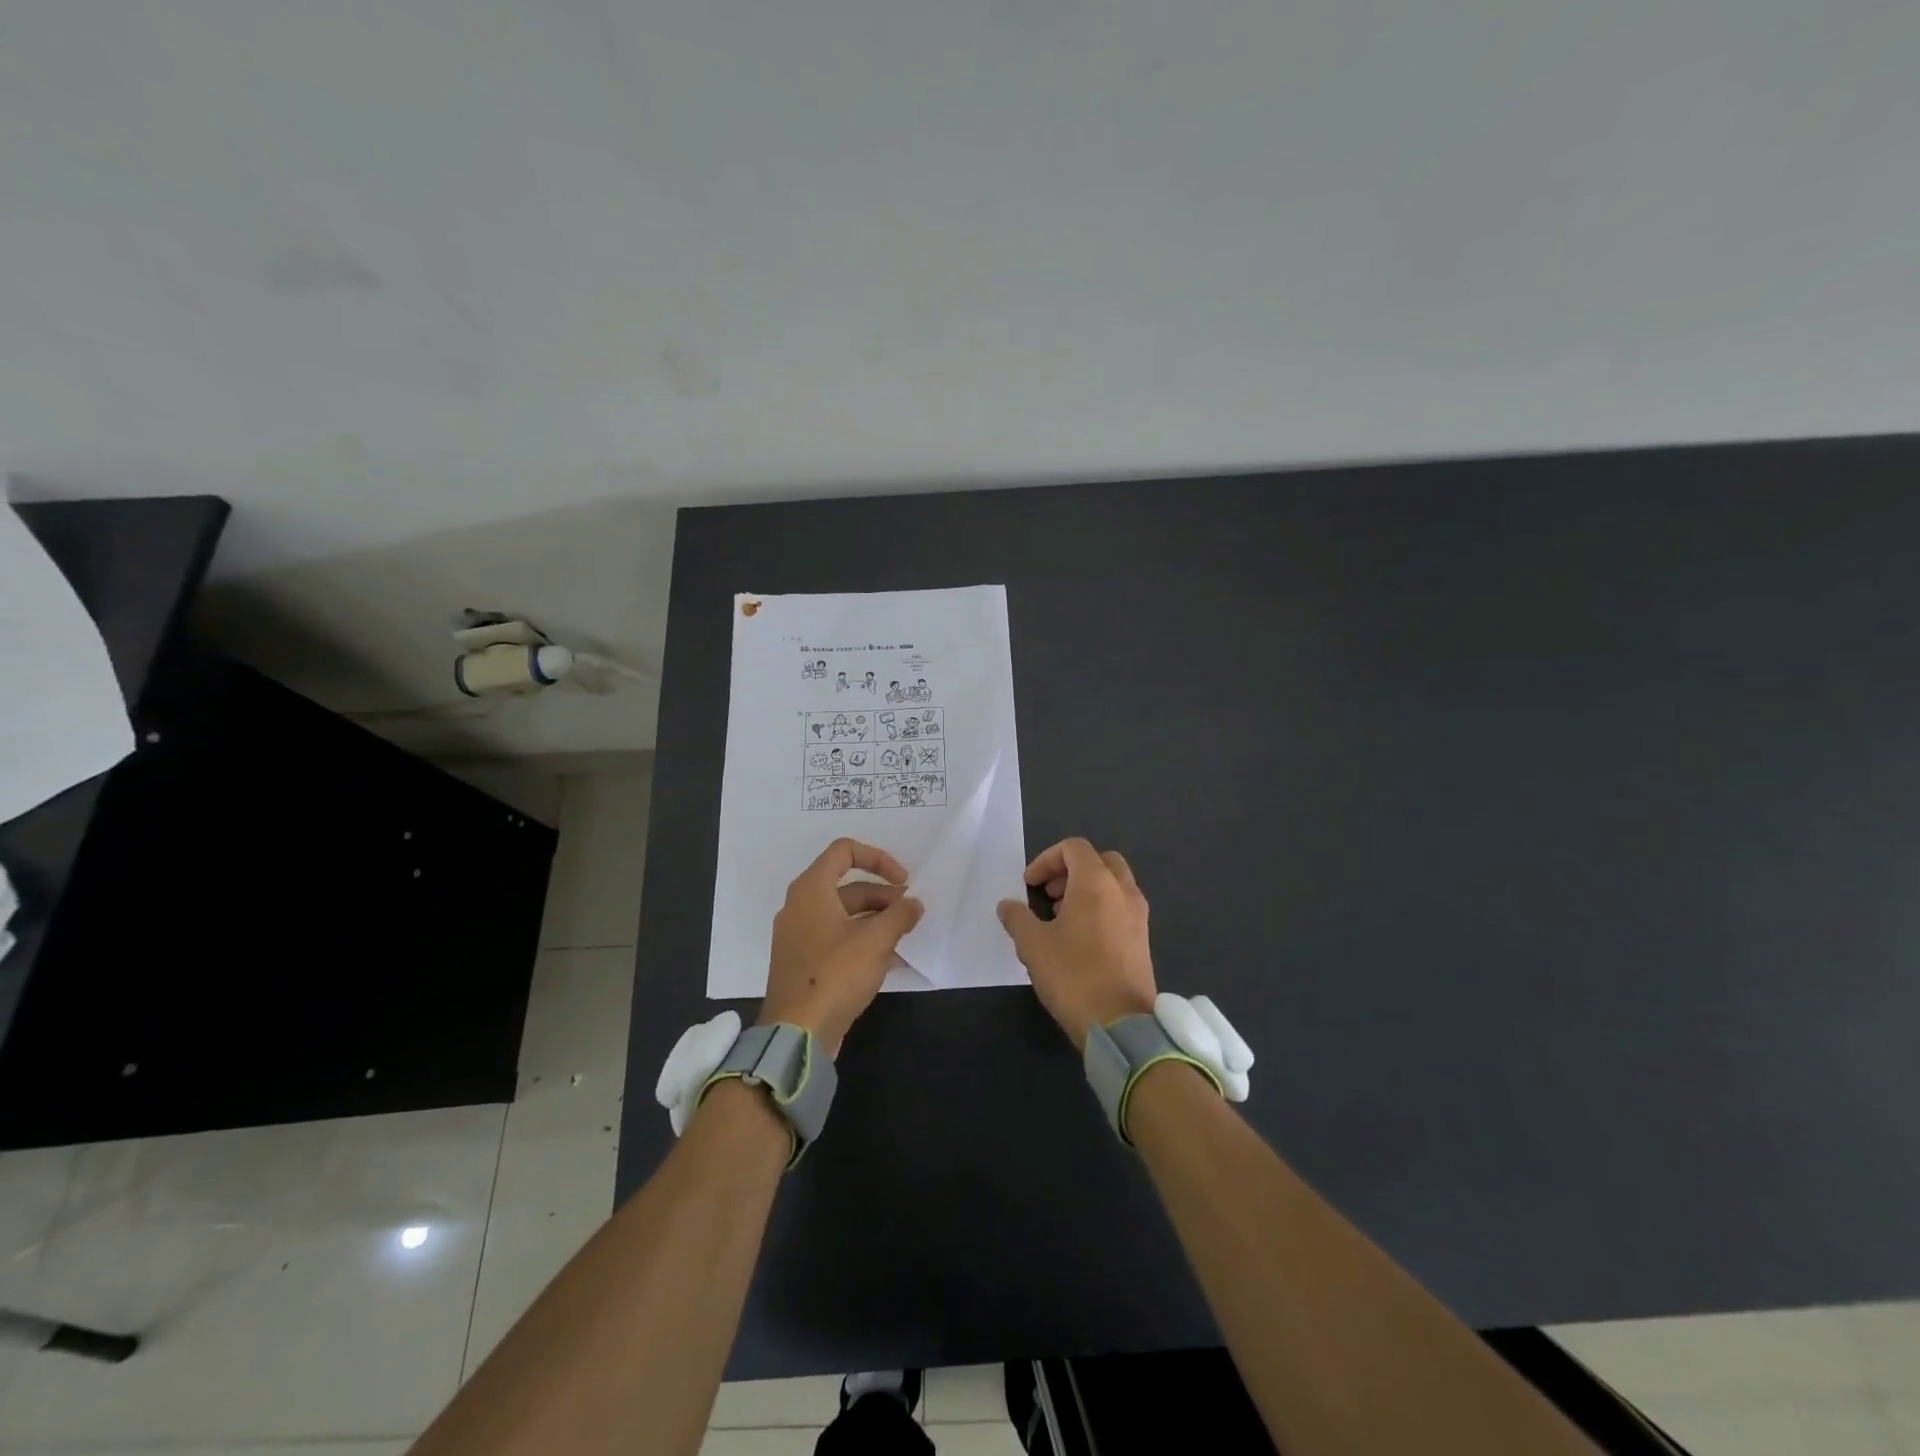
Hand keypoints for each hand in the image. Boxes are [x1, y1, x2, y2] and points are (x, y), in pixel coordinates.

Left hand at [759, 838, 923, 1055]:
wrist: (797, 1033)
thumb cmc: (835, 974)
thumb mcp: (876, 940)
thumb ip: (900, 915)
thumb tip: (914, 904)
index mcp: (811, 889)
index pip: (844, 851)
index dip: (878, 858)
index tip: (904, 880)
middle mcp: (801, 906)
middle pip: (848, 886)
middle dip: (883, 896)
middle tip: (911, 913)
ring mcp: (799, 936)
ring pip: (844, 915)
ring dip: (876, 920)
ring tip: (904, 936)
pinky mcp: (804, 962)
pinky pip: (837, 939)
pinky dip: (862, 941)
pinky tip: (889, 959)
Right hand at [997, 837, 1156, 1049]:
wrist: (1120, 1024)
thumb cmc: (1073, 975)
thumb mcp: (1032, 945)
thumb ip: (1017, 918)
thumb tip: (1008, 905)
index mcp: (1097, 882)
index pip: (1074, 848)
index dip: (1046, 859)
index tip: (1029, 885)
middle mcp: (1123, 891)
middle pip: (1100, 860)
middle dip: (1071, 870)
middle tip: (1049, 894)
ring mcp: (1138, 915)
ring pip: (1113, 884)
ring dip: (1086, 889)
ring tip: (1060, 917)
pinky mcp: (1142, 939)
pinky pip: (1121, 907)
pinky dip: (1101, 908)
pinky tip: (1080, 939)